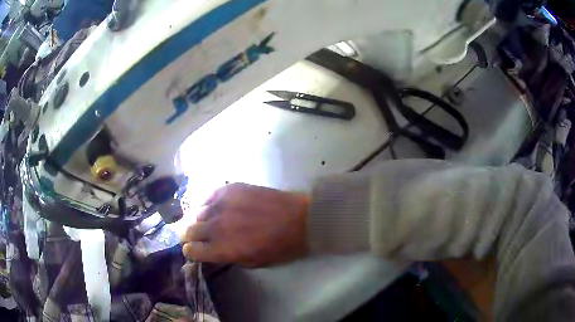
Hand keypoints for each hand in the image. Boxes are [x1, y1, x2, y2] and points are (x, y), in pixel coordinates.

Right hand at [180, 183, 308, 266]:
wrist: (298, 219)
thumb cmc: (279, 246)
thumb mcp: (253, 262)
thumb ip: (228, 257)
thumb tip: (213, 252)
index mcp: (221, 249)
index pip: (191, 250)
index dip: (191, 252)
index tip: (195, 250)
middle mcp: (215, 226)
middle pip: (188, 230)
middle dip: (190, 236)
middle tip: (197, 236)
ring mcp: (221, 204)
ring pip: (196, 212)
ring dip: (199, 219)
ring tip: (208, 221)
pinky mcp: (229, 188)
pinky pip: (208, 196)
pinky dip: (208, 203)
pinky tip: (216, 207)